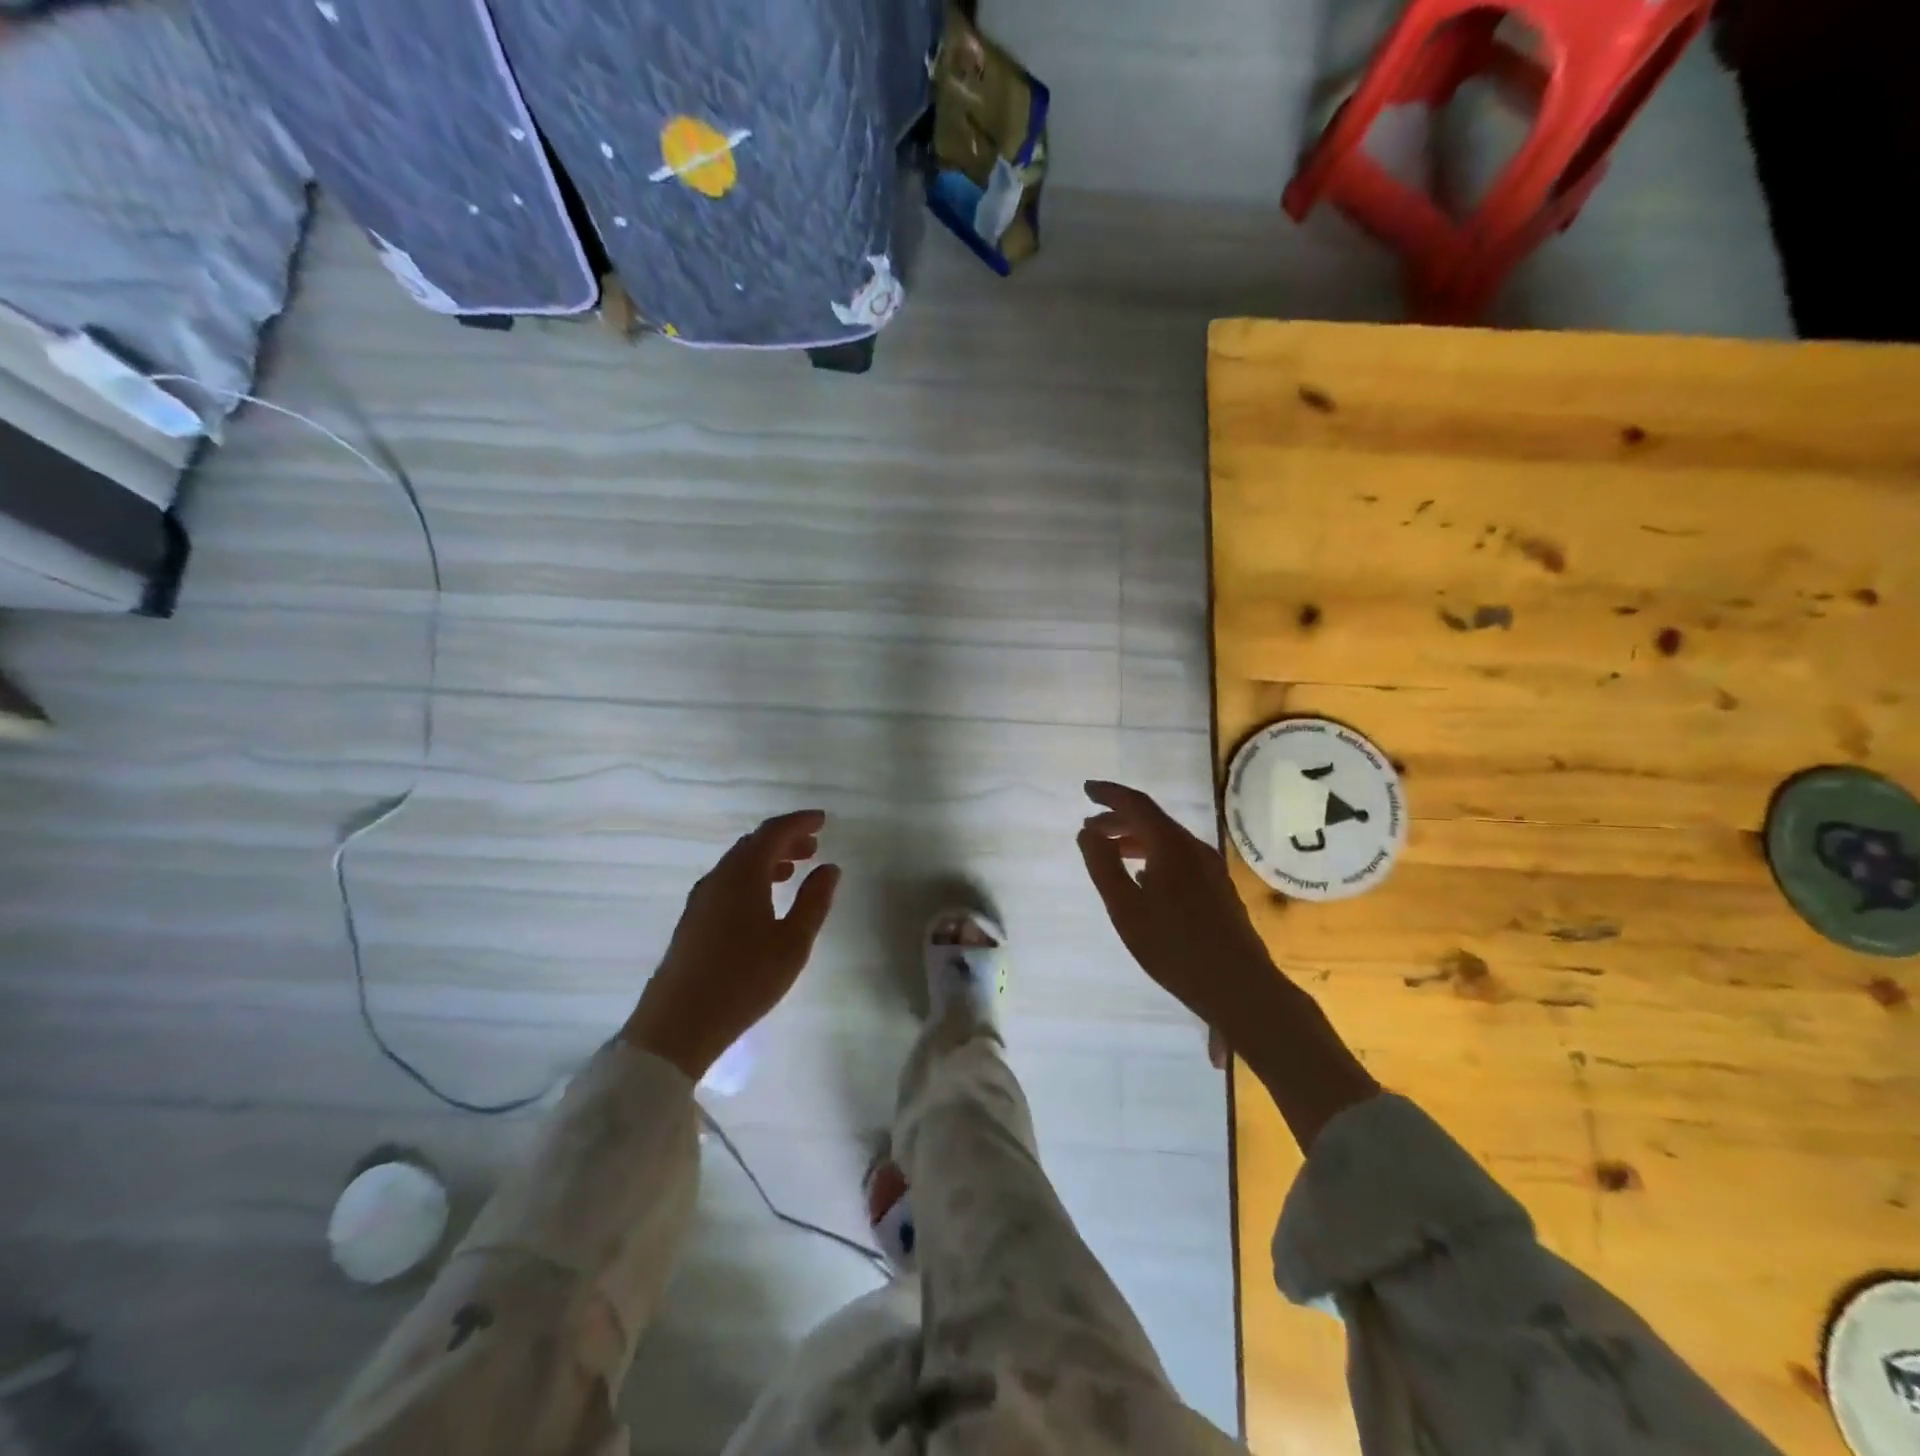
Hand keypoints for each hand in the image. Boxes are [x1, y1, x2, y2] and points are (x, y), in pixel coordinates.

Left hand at [622, 810, 840, 1080]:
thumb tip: (829, 868)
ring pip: (738, 864)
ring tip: (794, 871)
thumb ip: (814, 901)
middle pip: (753, 844)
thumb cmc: (744, 979)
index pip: (773, 832)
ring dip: (768, 860)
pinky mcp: (693, 921)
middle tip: (814, 846)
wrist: (678, 1025)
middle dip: (785, 840)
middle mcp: (718, 878)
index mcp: (742, 875)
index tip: (823, 820)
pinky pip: (728, 882)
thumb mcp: (793, 942)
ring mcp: (701, 899)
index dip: (799, 822)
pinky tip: (764, 901)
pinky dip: (752, 878)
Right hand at [1076, 780, 1378, 1147]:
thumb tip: (1087, 832)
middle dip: (1118, 819)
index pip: (1136, 805)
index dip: (1109, 794)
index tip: (1086, 789)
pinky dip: (1153, 856)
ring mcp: (1210, 869)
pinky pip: (1178, 858)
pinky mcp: (1217, 889)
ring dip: (1135, 839)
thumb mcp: (1126, 909)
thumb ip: (1103, 866)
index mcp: (1171, 846)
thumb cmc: (1175, 948)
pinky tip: (1142, 878)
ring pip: (1166, 841)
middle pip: (1152, 820)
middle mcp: (1194, 849)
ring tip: (1110, 851)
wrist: (1239, 987)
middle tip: (1090, 827)